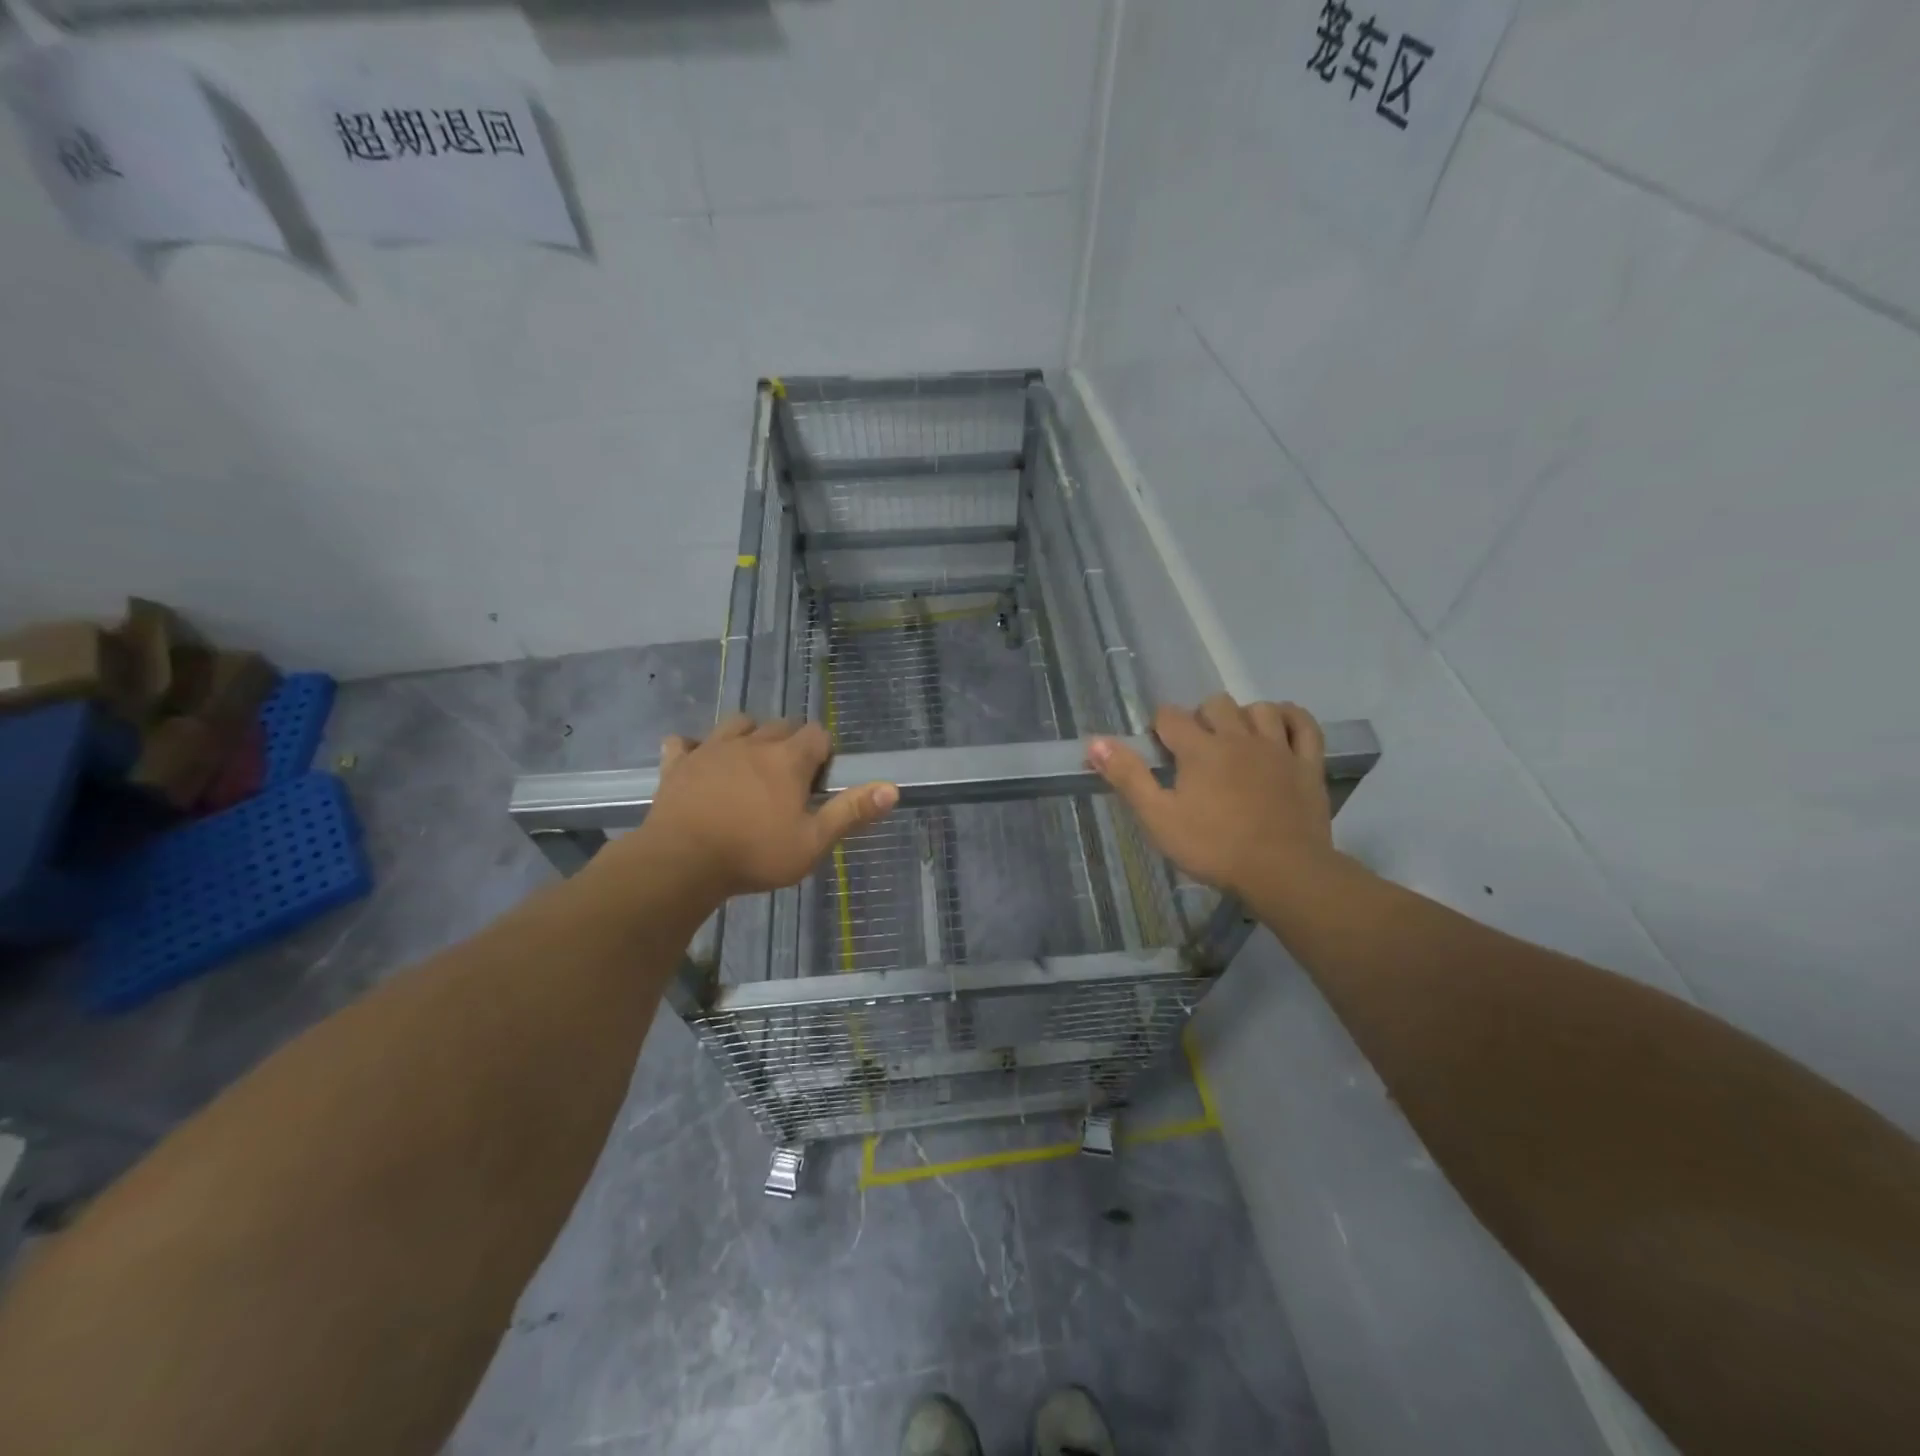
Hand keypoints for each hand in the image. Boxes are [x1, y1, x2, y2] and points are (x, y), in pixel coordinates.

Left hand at [642, 715, 897, 898]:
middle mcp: (753, 743)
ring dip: (749, 736)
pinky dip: (695, 749)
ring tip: (751, 764)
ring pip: (738, 724)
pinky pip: (686, 742)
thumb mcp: (812, 842)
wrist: (682, 862)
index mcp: (788, 759)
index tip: (818, 781)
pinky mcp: (679, 763)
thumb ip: (851, 812)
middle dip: (791, 743)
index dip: (823, 753)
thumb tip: (892, 788)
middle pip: (780, 725)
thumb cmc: (754, 854)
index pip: (817, 735)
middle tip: (789, 780)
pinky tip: (699, 763)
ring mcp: (712, 749)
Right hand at [1088, 695, 1334, 899]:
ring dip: (1242, 717)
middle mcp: (1238, 737)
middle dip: (1200, 718)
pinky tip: (1278, 726)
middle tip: (1195, 751)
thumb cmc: (1213, 847)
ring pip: (1259, 709)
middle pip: (1215, 704)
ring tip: (1235, 741)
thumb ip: (1127, 777)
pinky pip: (1303, 724)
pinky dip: (1289, 717)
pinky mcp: (1307, 764)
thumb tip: (1094, 742)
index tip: (1159, 753)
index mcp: (1199, 749)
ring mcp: (1277, 748)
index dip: (1159, 729)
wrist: (1283, 872)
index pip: (1170, 717)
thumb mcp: (1158, 818)